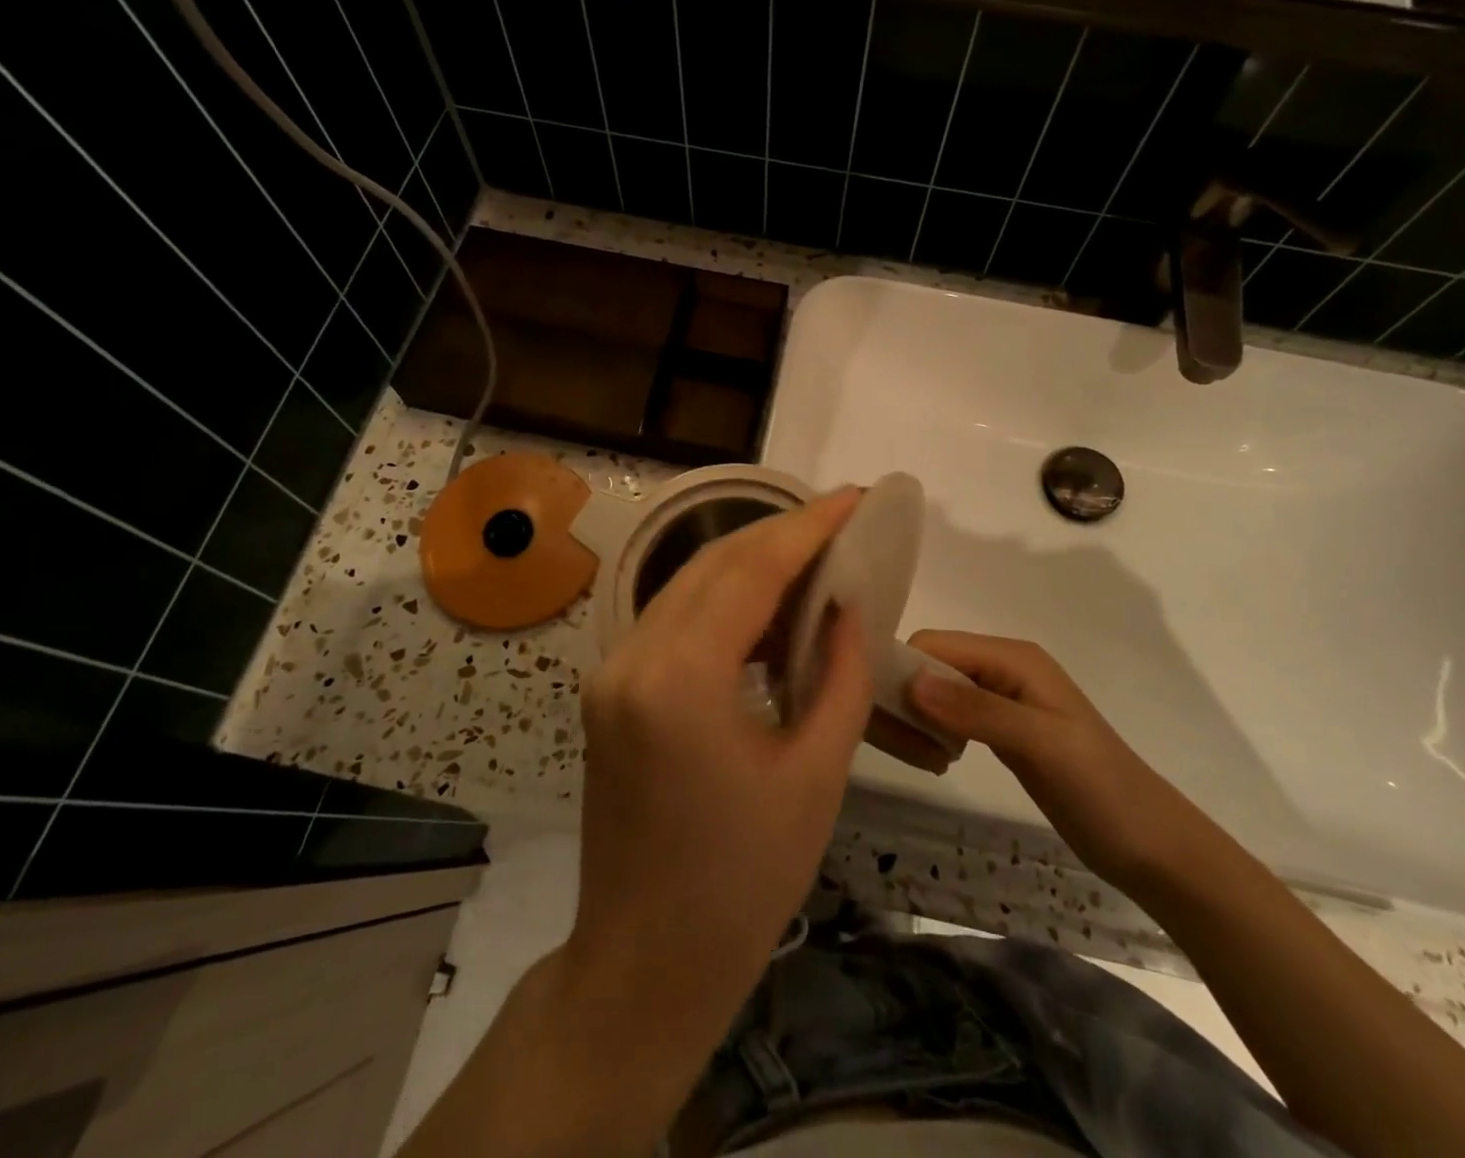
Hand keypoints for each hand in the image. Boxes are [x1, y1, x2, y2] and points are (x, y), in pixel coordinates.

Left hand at [566, 489, 873, 1046]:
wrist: (644, 967)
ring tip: (815, 556)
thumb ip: (838, 674)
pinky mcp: (610, 690)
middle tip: (840, 521)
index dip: (807, 527)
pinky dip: (724, 602)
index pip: (750, 570)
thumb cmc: (743, 884)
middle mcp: (632, 657)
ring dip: (750, 564)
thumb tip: (848, 603)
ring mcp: (611, 672)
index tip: (854, 497)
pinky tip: (769, 609)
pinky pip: (673, 621)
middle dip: (780, 534)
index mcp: (680, 678)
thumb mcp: (814, 775)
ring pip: (688, 586)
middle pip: (712, 564)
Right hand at [904, 630, 1202, 887]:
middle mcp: (1002, 668)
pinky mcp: (1001, 729)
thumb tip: (910, 682)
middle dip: (904, 692)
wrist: (1151, 845)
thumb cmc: (1101, 788)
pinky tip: (931, 756)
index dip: (901, 666)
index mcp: (1012, 657)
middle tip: (889, 738)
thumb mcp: (1040, 744)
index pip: (934, 644)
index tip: (872, 707)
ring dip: (916, 713)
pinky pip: (952, 715)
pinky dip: (934, 729)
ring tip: (910, 750)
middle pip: (932, 664)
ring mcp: (1002, 699)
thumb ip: (977, 711)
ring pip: (938, 690)